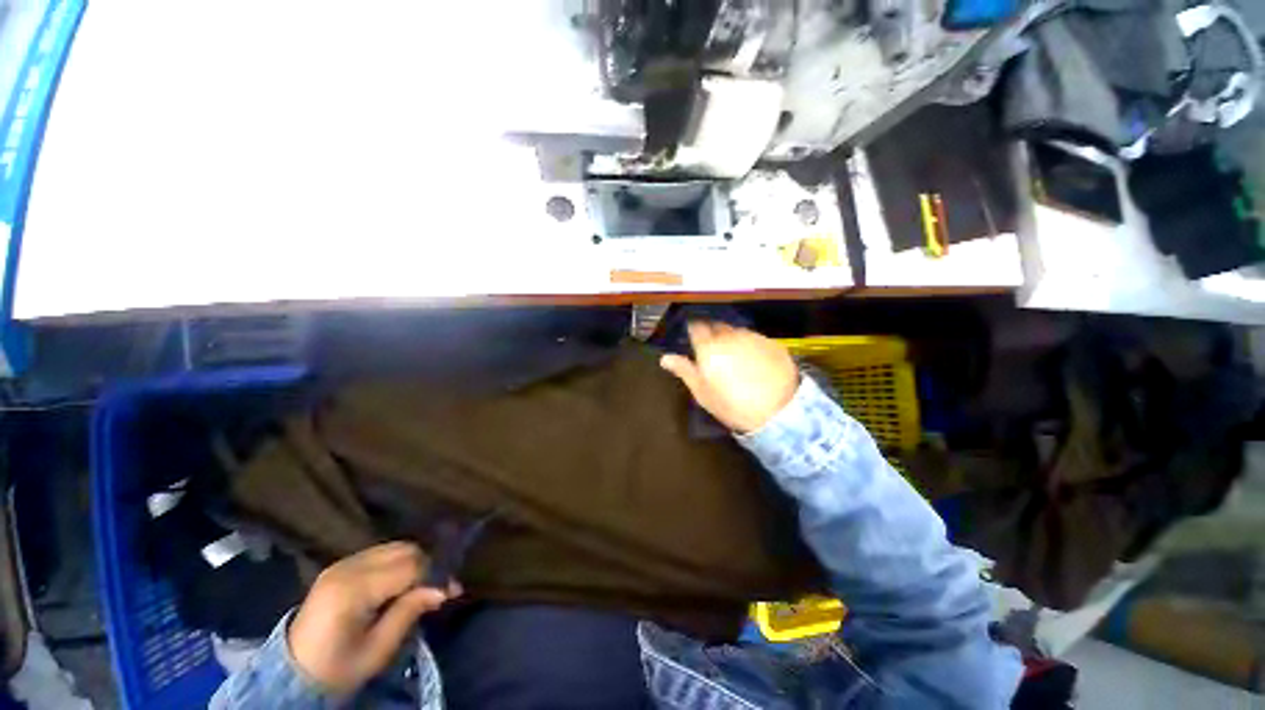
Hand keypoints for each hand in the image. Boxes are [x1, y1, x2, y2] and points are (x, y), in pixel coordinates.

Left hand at [287, 542, 459, 694]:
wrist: (292, 672)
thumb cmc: (337, 667)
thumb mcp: (377, 649)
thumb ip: (409, 612)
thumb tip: (443, 589)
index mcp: (353, 589)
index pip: (409, 567)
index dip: (435, 575)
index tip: (453, 590)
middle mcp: (347, 567)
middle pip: (404, 550)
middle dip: (428, 565)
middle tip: (439, 587)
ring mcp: (341, 563)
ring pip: (394, 547)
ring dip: (414, 562)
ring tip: (421, 585)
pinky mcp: (340, 565)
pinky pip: (380, 553)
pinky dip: (398, 562)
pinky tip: (400, 582)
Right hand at [660, 322, 798, 432]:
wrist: (778, 411)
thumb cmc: (732, 404)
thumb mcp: (702, 392)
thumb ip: (684, 370)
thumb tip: (664, 357)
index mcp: (709, 346)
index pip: (696, 327)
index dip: (694, 331)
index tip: (695, 340)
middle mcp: (729, 336)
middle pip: (716, 326)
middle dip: (713, 334)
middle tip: (714, 351)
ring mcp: (752, 337)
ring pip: (736, 331)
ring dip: (732, 338)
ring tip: (735, 357)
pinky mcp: (771, 343)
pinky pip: (754, 338)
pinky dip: (750, 345)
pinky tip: (754, 361)